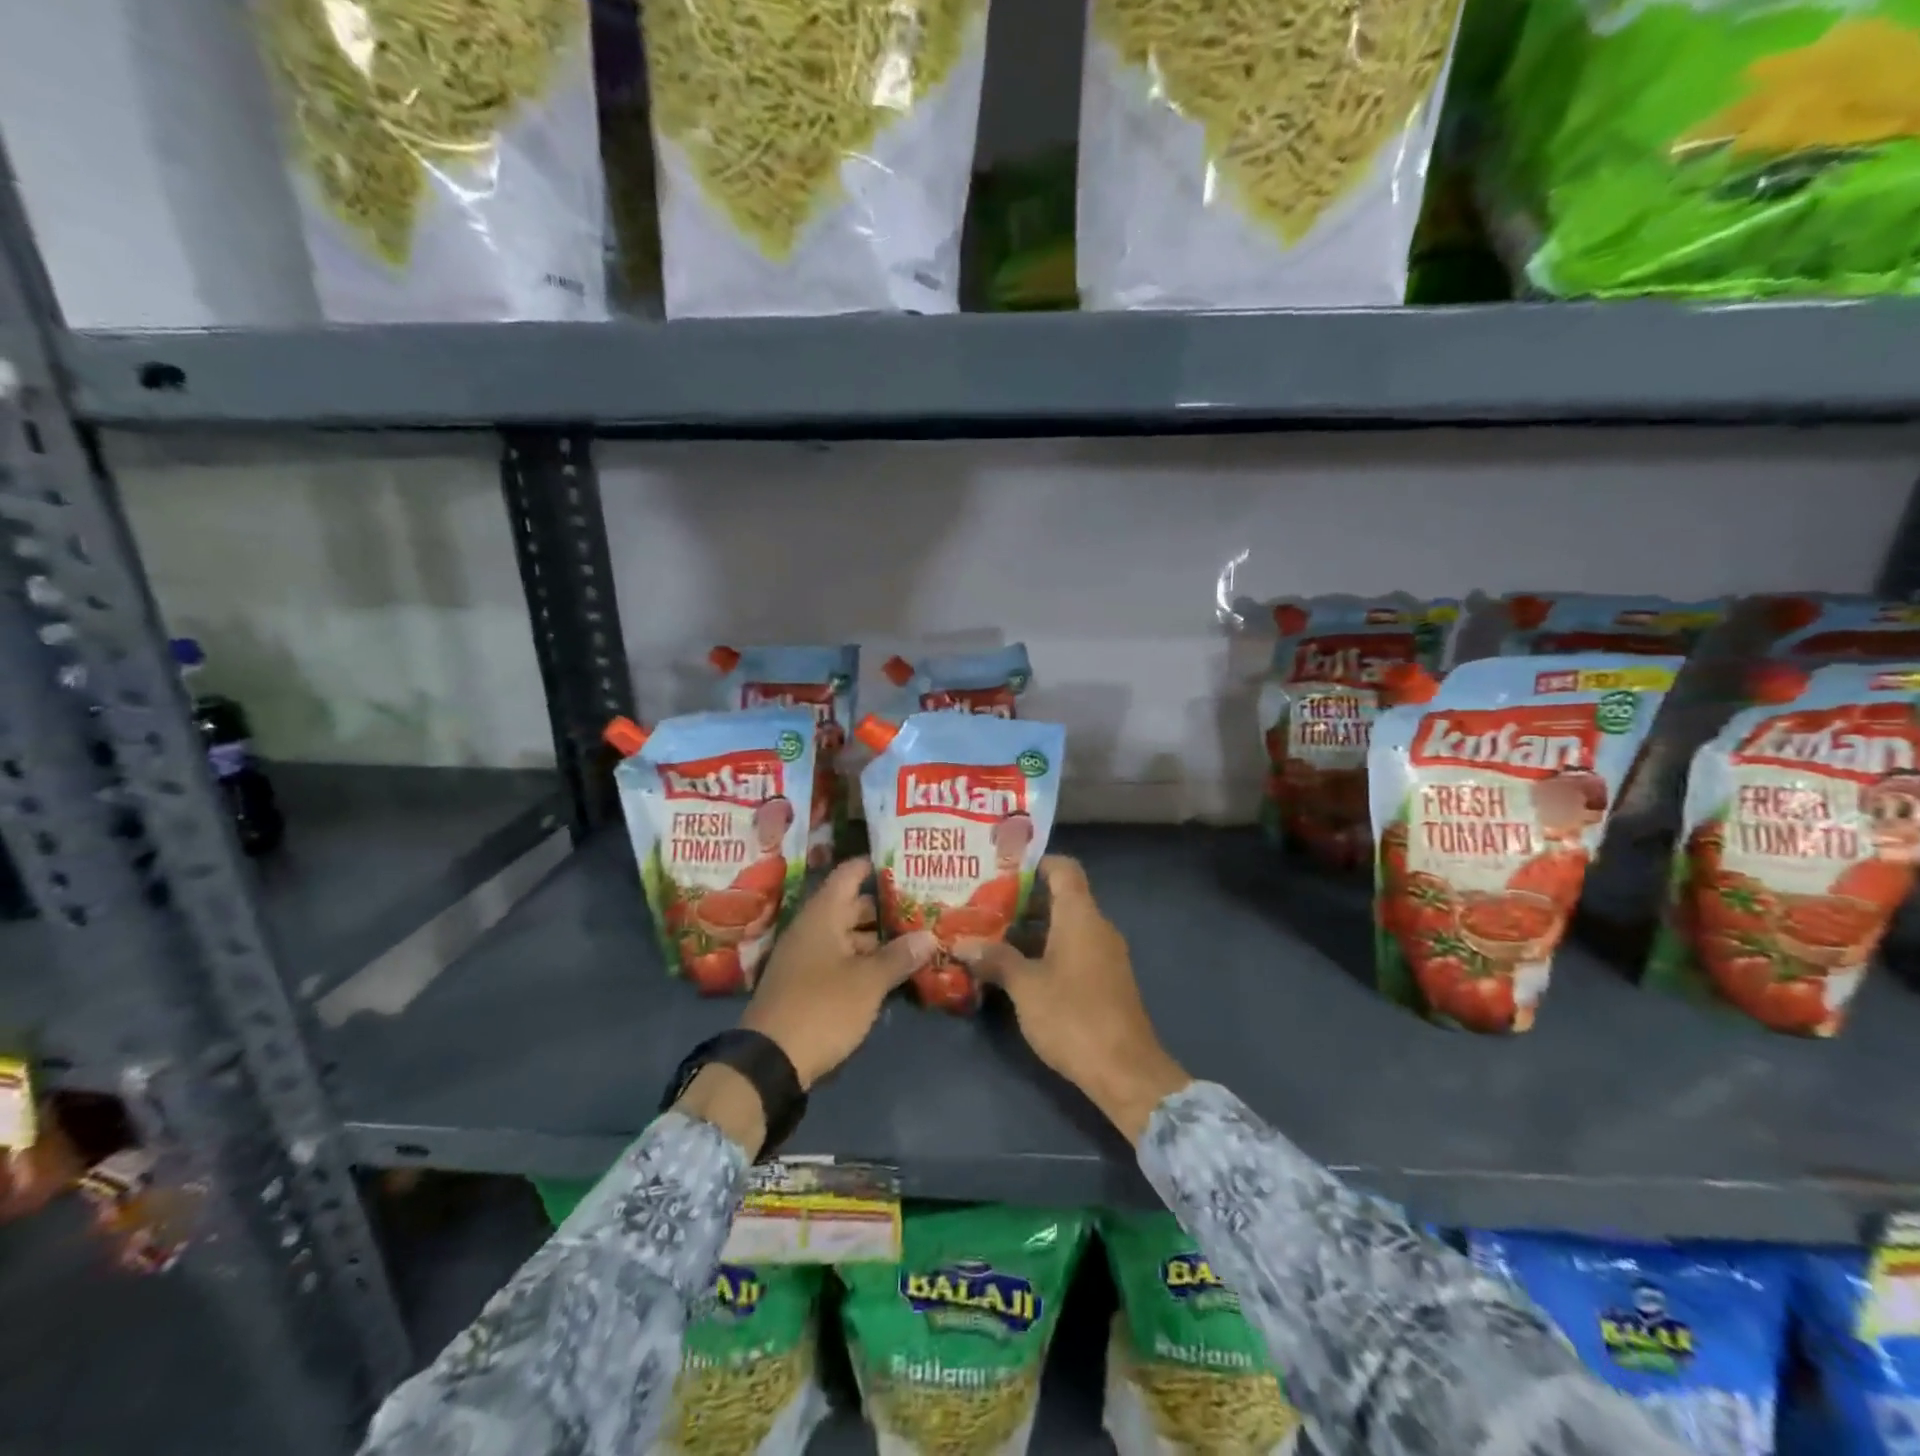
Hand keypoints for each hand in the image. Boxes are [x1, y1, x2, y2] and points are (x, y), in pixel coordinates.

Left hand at [739, 858, 936, 1090]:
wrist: (769, 1061)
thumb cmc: (821, 1007)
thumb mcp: (868, 982)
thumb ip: (899, 956)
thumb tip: (930, 936)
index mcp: (822, 915)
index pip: (849, 874)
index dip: (875, 865)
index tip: (905, 862)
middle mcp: (812, 928)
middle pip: (852, 906)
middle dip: (885, 906)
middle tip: (923, 904)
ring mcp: (807, 957)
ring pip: (848, 936)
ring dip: (878, 938)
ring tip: (916, 938)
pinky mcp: (807, 984)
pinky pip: (840, 960)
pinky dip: (864, 960)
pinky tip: (892, 970)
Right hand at [955, 856, 1189, 1141]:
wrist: (1125, 1071)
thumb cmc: (1073, 1016)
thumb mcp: (1025, 986)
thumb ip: (995, 959)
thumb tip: (962, 943)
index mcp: (1081, 916)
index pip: (1064, 869)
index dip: (1035, 863)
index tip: (1001, 871)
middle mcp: (1097, 927)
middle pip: (1061, 897)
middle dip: (1022, 901)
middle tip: (983, 906)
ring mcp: (1104, 955)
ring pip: (1065, 927)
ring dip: (1031, 930)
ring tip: (990, 937)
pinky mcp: (1105, 981)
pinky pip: (1073, 950)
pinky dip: (1046, 951)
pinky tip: (1016, 969)